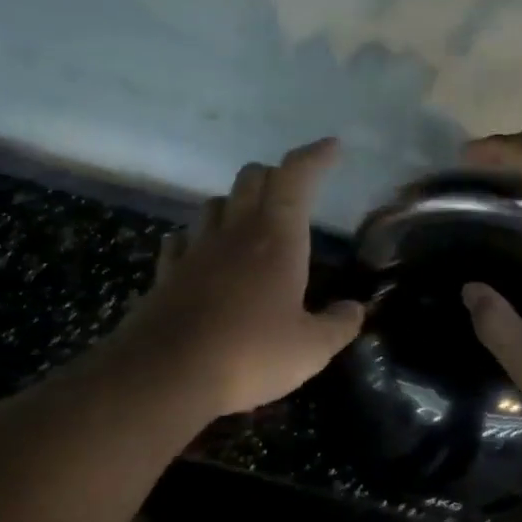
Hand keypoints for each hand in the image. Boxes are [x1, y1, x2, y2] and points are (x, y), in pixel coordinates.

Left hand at [111, 139, 364, 417]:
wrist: (167, 374)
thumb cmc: (250, 355)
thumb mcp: (311, 349)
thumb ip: (339, 325)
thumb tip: (355, 310)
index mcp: (276, 238)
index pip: (296, 177)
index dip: (315, 156)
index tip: (332, 147)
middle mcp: (234, 232)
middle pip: (251, 178)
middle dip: (275, 175)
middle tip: (292, 192)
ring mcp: (195, 250)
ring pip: (214, 204)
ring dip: (235, 204)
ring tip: (249, 224)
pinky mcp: (166, 273)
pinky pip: (182, 240)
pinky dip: (198, 239)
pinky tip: (202, 255)